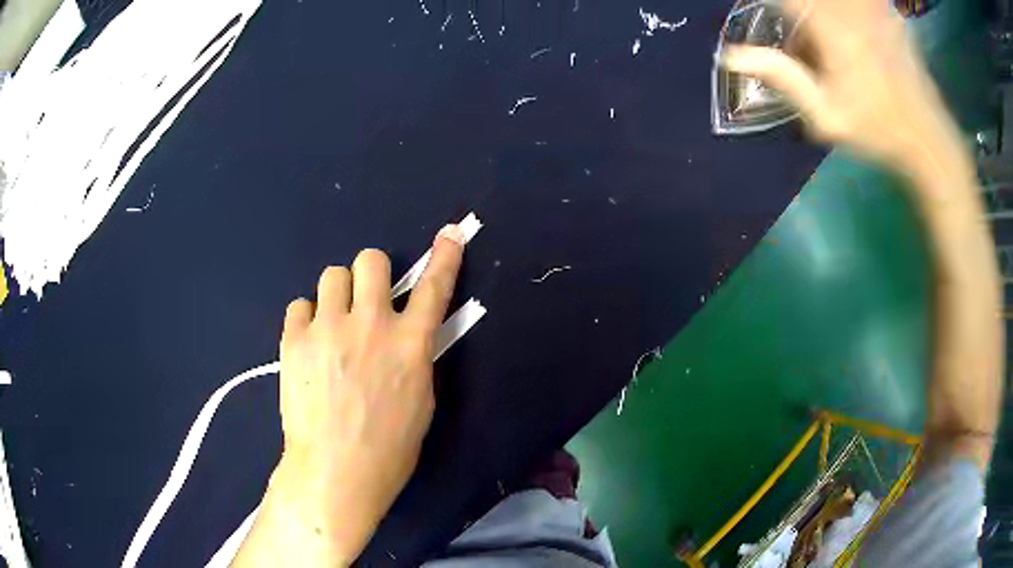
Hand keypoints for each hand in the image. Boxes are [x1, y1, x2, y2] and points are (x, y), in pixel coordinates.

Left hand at [235, 224, 465, 566]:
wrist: (336, 471)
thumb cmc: (389, 448)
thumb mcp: (420, 402)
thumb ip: (414, 358)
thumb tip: (404, 336)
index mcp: (410, 344)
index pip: (434, 288)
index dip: (445, 257)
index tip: (449, 233)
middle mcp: (370, 325)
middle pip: (370, 260)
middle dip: (371, 273)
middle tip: (365, 299)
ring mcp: (328, 328)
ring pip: (332, 275)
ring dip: (337, 295)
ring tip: (332, 325)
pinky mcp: (294, 340)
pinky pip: (299, 305)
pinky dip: (306, 319)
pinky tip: (309, 345)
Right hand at [722, 0, 960, 172]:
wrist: (930, 139)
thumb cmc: (879, 132)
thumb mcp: (828, 118)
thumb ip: (783, 79)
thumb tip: (732, 56)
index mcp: (832, 29)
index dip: (769, 5)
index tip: (766, 18)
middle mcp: (850, 9)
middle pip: (808, 1)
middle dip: (797, 15)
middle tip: (807, 54)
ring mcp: (871, 8)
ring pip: (831, 4)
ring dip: (816, 16)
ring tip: (826, 52)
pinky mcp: (886, 11)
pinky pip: (859, 5)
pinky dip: (845, 16)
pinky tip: (853, 44)